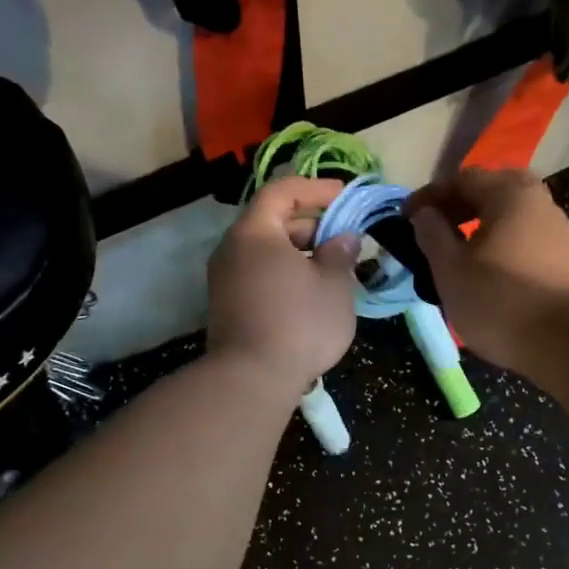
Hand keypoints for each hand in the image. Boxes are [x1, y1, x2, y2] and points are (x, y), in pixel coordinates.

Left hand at [206, 177, 359, 397]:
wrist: (251, 379)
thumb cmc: (299, 323)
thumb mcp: (334, 285)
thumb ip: (340, 253)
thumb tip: (344, 237)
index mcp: (255, 232)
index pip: (282, 191)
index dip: (315, 188)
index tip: (344, 197)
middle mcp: (232, 249)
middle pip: (272, 221)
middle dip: (311, 225)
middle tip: (344, 239)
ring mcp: (224, 280)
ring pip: (265, 252)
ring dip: (299, 254)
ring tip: (332, 270)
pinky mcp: (226, 307)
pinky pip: (258, 276)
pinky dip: (284, 275)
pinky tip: (309, 296)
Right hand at [408, 167, 568, 370]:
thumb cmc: (503, 301)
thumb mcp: (452, 271)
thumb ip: (432, 237)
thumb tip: (425, 214)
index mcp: (510, 193)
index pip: (461, 179)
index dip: (428, 197)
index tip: (404, 219)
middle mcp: (540, 203)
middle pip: (491, 195)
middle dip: (458, 210)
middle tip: (434, 233)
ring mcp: (559, 233)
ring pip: (509, 221)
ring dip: (479, 233)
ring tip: (456, 261)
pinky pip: (524, 244)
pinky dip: (500, 251)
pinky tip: (488, 279)